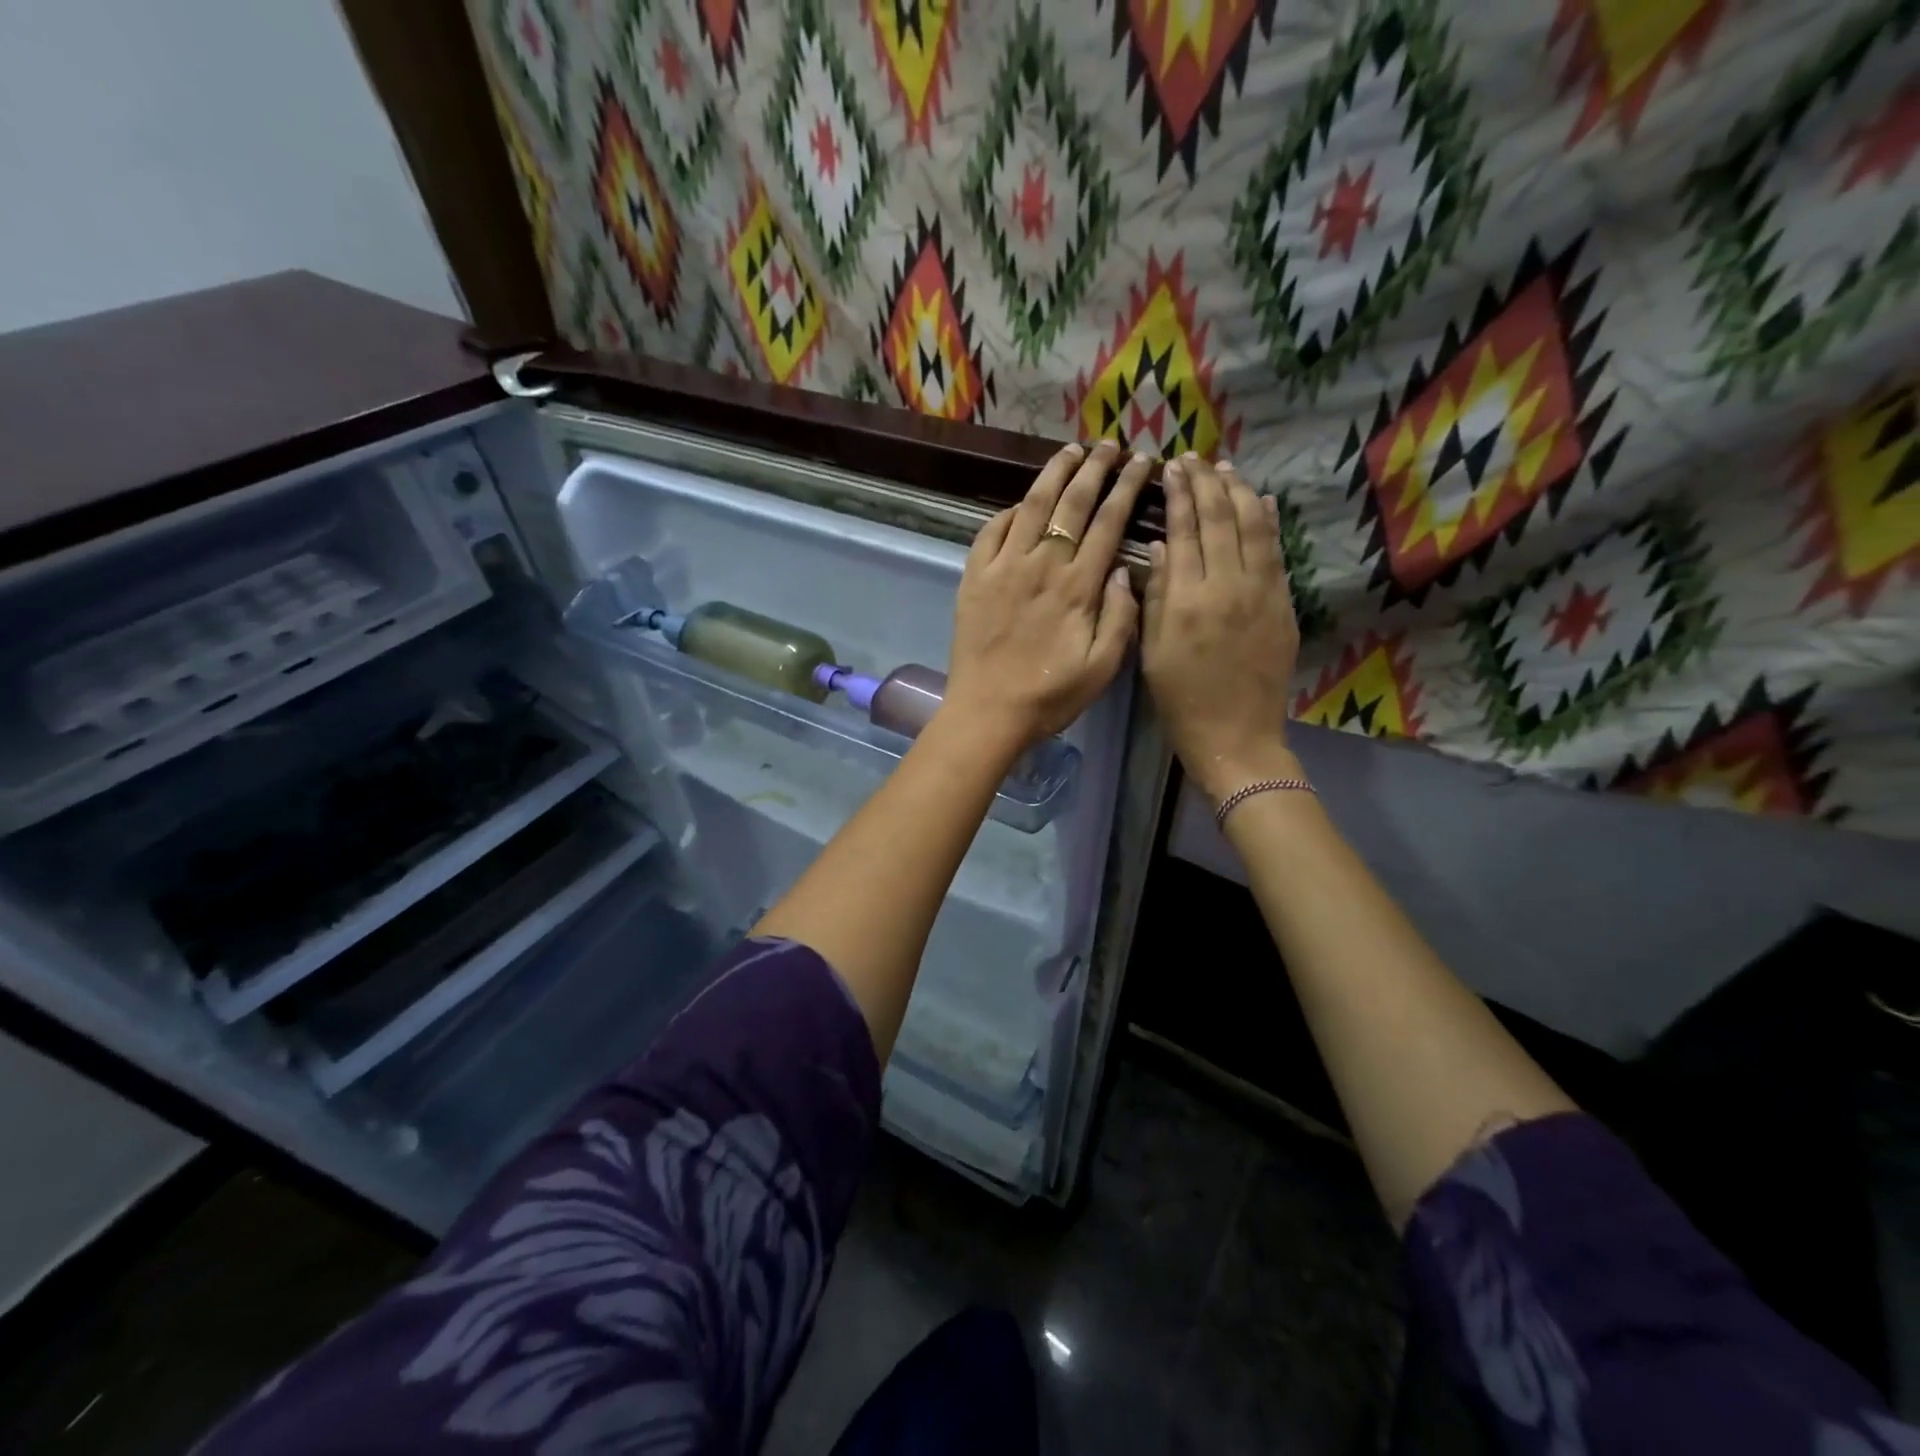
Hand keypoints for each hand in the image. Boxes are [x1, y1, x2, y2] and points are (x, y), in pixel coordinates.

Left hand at [943, 440, 1148, 753]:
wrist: (988, 712)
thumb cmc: (1050, 695)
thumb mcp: (1103, 667)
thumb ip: (1121, 615)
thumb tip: (1125, 568)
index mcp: (1077, 586)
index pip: (1108, 522)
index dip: (1127, 487)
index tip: (1142, 463)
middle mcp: (1040, 565)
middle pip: (1071, 503)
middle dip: (1094, 467)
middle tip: (1110, 446)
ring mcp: (1002, 568)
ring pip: (1030, 506)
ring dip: (1053, 474)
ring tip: (1070, 451)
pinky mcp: (973, 578)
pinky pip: (990, 531)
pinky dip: (1008, 511)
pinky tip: (1021, 502)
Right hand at [1141, 455, 1301, 800]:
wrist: (1236, 736)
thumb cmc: (1180, 700)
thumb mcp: (1151, 651)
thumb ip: (1155, 595)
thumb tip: (1160, 546)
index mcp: (1187, 599)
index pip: (1183, 531)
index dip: (1178, 495)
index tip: (1170, 468)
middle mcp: (1227, 585)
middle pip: (1219, 520)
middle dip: (1205, 483)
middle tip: (1193, 459)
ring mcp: (1262, 592)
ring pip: (1253, 527)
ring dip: (1239, 493)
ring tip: (1225, 470)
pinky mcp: (1283, 605)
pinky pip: (1276, 553)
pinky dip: (1268, 523)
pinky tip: (1261, 502)